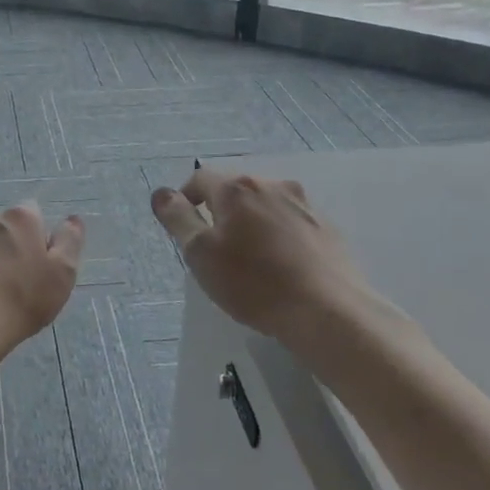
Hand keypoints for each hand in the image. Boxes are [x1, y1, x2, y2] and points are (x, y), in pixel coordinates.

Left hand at [0, 203, 84, 354]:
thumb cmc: (22, 298)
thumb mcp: (62, 274)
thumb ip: (70, 242)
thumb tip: (72, 219)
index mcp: (20, 218)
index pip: (32, 214)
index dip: (37, 237)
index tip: (38, 264)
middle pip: (3, 228)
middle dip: (9, 246)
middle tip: (14, 282)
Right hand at [150, 168, 417, 357]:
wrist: (328, 311)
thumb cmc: (254, 283)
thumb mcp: (201, 254)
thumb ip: (178, 219)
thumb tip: (161, 193)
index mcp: (237, 189)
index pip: (200, 178)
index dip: (186, 199)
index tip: (185, 228)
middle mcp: (272, 186)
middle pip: (235, 190)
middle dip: (221, 212)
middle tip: (216, 249)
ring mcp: (304, 205)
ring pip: (265, 206)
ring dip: (252, 223)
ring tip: (250, 260)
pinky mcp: (327, 229)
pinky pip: (291, 224)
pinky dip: (279, 237)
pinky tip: (282, 268)